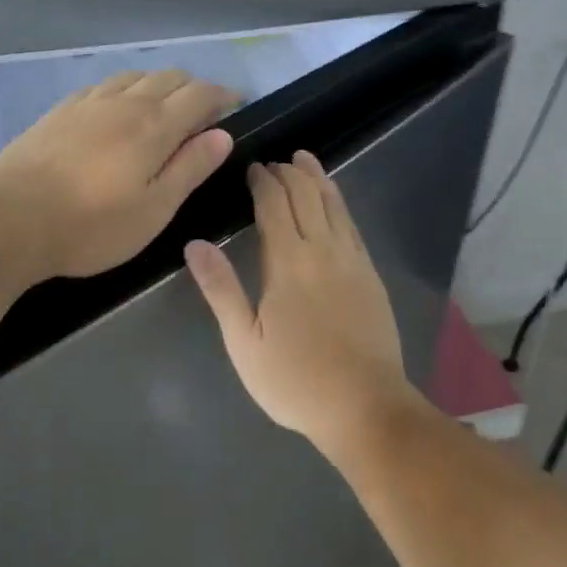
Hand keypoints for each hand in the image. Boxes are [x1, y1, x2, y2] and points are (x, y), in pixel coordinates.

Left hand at [0, 70, 237, 280]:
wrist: (9, 221)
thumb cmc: (90, 227)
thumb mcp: (153, 210)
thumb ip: (189, 168)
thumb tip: (222, 135)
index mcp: (153, 126)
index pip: (200, 94)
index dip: (223, 96)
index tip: (236, 106)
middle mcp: (123, 103)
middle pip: (169, 77)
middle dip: (194, 88)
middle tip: (203, 114)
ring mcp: (87, 103)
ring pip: (134, 76)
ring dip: (158, 86)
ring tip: (162, 110)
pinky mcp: (58, 112)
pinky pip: (102, 86)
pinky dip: (123, 90)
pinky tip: (115, 110)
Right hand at [185, 151, 427, 451]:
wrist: (365, 407)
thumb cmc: (295, 380)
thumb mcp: (244, 342)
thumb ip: (221, 289)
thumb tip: (195, 244)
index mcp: (288, 262)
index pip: (274, 204)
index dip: (262, 181)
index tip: (252, 168)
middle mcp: (323, 250)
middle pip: (306, 195)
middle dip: (287, 173)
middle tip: (272, 164)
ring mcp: (352, 261)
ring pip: (334, 204)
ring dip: (317, 178)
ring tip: (304, 160)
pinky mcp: (371, 275)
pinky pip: (353, 224)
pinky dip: (339, 202)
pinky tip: (334, 200)